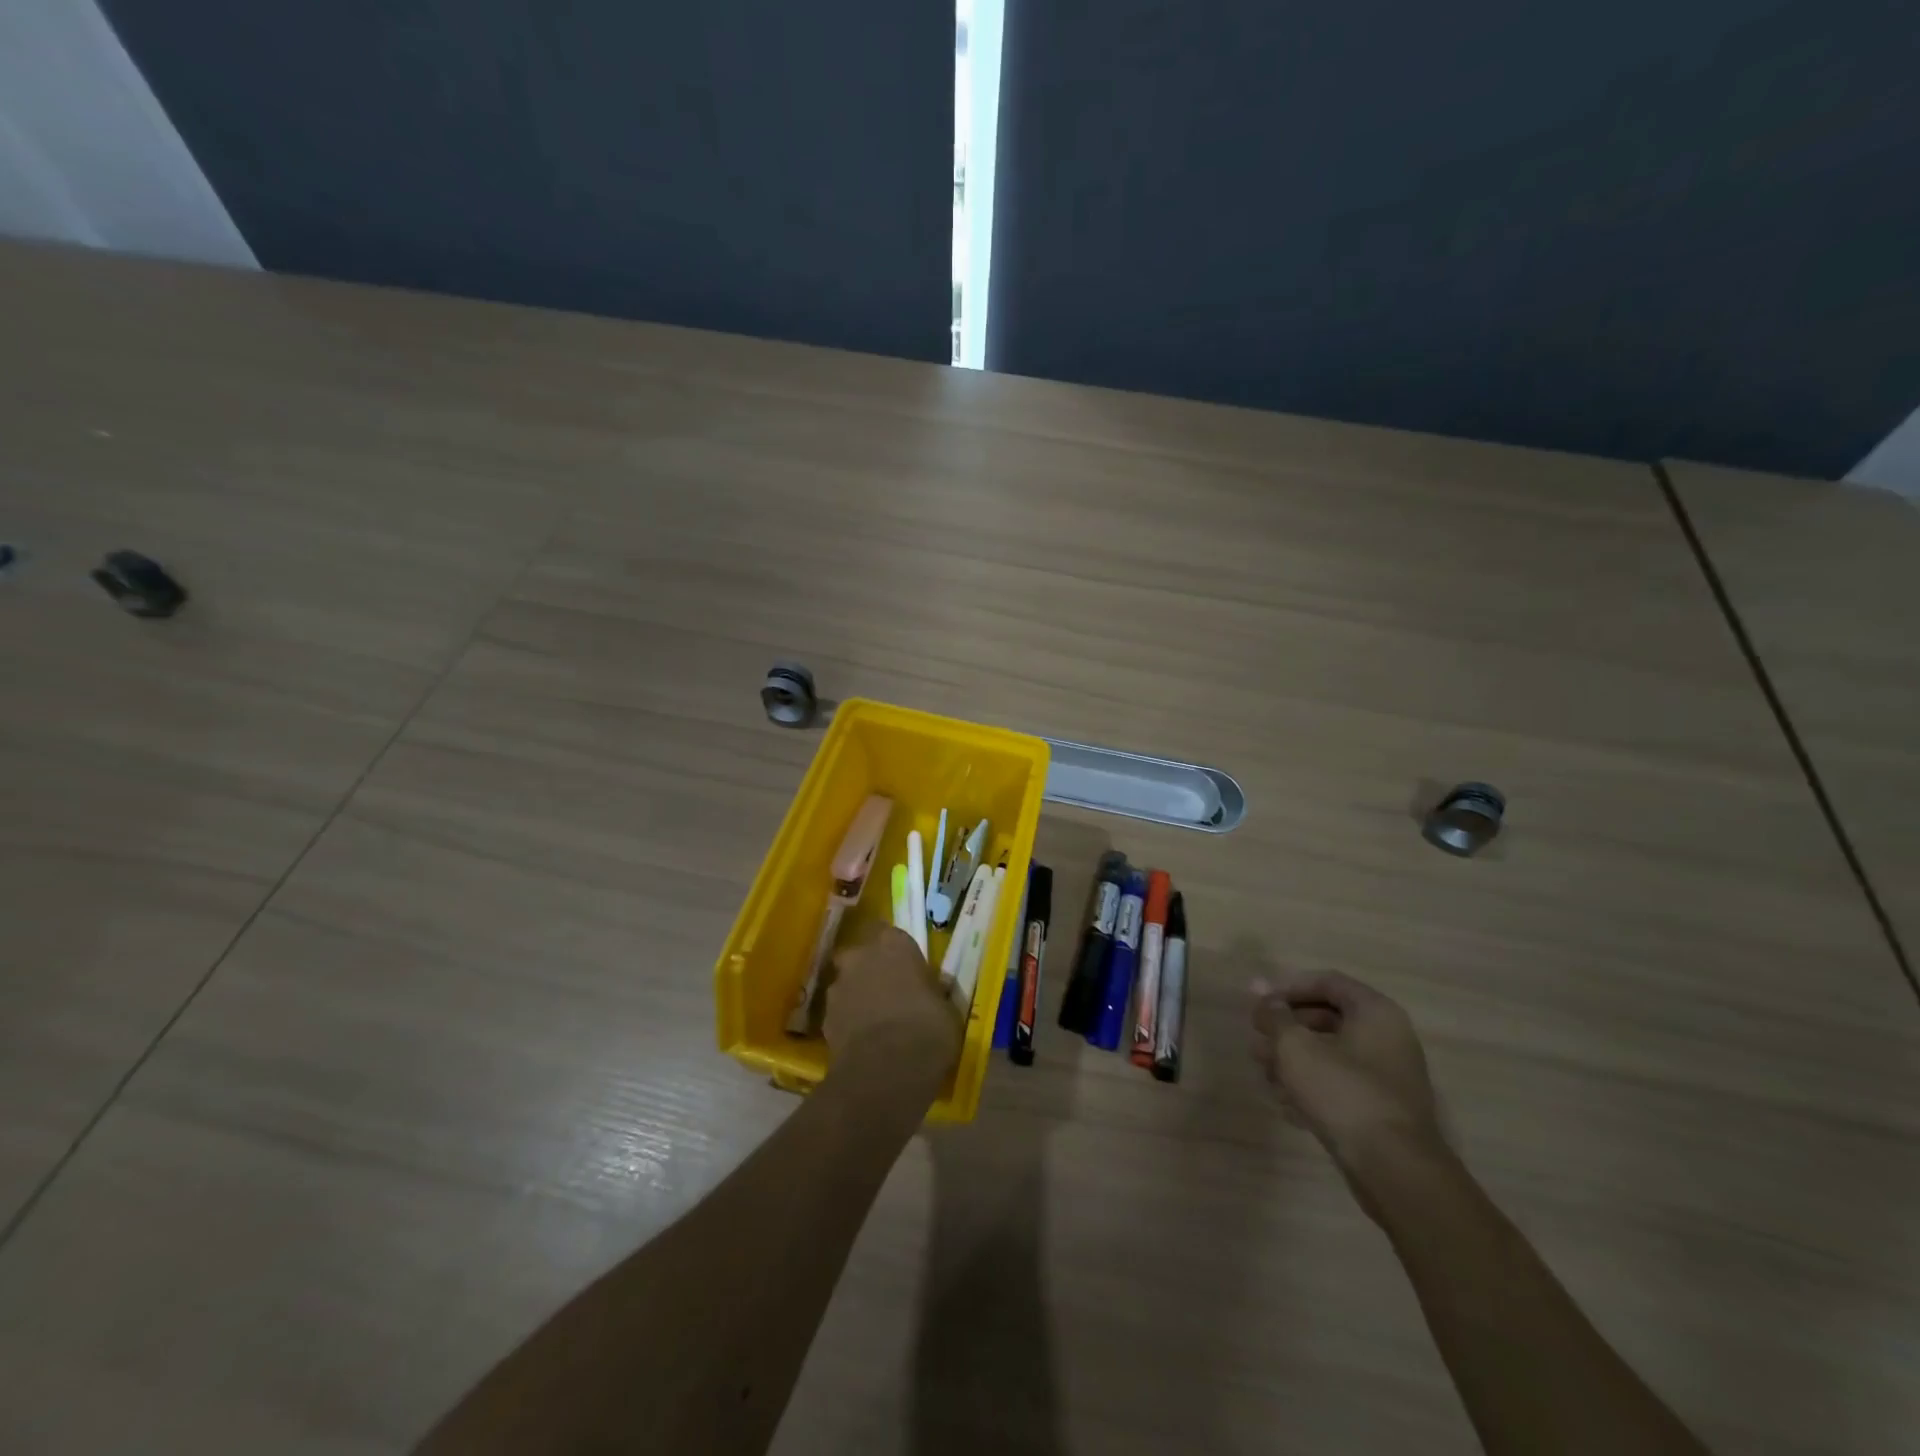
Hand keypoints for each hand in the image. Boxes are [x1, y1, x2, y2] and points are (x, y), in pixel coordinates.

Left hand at [824, 926, 961, 1077]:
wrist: (887, 1071)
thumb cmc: (928, 1029)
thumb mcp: (945, 1007)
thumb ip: (931, 992)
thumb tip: (928, 994)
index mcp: (894, 944)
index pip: (890, 933)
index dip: (896, 952)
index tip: (906, 968)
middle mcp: (861, 957)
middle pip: (860, 956)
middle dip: (869, 970)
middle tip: (888, 992)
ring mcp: (838, 987)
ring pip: (846, 985)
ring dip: (857, 997)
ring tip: (876, 1022)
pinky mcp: (824, 1019)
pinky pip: (839, 1014)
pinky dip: (848, 1023)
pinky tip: (863, 1042)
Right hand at [1250, 971, 1443, 1179]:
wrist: (1393, 1170)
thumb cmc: (1343, 1092)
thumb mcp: (1296, 1046)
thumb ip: (1274, 1015)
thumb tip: (1257, 988)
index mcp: (1375, 1013)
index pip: (1327, 982)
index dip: (1288, 988)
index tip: (1259, 1004)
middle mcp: (1388, 1038)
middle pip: (1327, 1018)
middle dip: (1286, 1028)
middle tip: (1257, 1040)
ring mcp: (1388, 1077)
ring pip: (1331, 1054)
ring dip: (1294, 1059)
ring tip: (1264, 1073)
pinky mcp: (1382, 1110)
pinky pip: (1341, 1085)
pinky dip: (1312, 1087)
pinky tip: (1285, 1103)